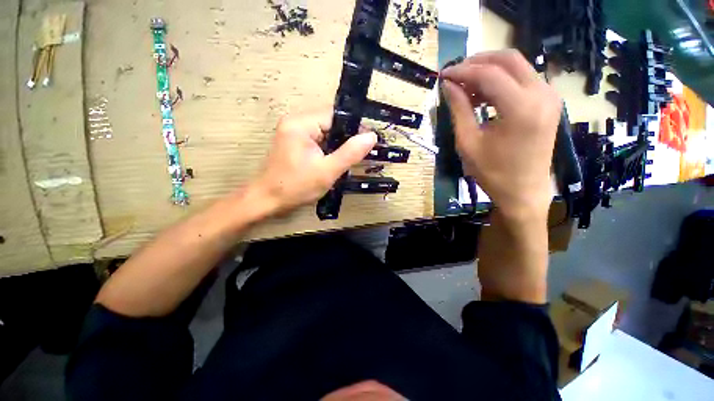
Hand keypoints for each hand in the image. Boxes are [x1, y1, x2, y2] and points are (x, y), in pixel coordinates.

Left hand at [250, 109, 376, 214]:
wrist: (268, 201)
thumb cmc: (296, 187)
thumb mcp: (327, 172)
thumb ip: (350, 153)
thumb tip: (372, 136)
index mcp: (301, 123)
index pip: (335, 115)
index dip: (354, 126)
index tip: (369, 141)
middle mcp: (295, 121)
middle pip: (330, 121)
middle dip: (346, 136)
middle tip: (360, 153)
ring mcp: (293, 131)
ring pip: (325, 131)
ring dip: (338, 143)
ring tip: (349, 158)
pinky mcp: (295, 141)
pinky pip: (318, 139)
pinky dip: (329, 148)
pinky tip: (335, 160)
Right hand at [441, 50, 560, 222]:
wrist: (523, 191)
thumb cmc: (492, 172)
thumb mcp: (468, 142)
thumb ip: (459, 109)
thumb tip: (448, 85)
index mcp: (521, 108)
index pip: (489, 74)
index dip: (462, 71)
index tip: (443, 75)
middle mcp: (542, 94)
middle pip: (508, 59)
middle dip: (477, 62)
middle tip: (455, 75)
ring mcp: (549, 96)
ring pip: (517, 66)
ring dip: (489, 71)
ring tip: (465, 88)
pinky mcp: (549, 102)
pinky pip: (523, 79)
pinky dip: (501, 81)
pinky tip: (484, 95)